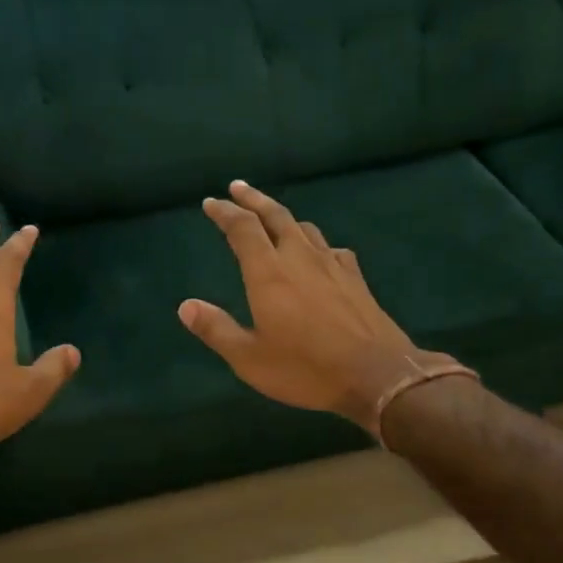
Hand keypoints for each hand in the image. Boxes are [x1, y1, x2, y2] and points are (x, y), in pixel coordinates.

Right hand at [180, 181, 431, 430]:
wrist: (377, 375)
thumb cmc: (305, 368)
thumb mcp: (249, 358)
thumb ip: (216, 329)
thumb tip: (185, 306)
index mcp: (268, 272)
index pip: (242, 228)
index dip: (224, 212)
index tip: (210, 203)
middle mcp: (299, 257)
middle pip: (275, 216)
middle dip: (253, 199)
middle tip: (237, 187)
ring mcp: (331, 265)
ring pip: (303, 227)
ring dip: (283, 217)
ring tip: (271, 217)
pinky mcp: (355, 278)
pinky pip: (329, 248)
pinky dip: (314, 242)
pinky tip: (317, 252)